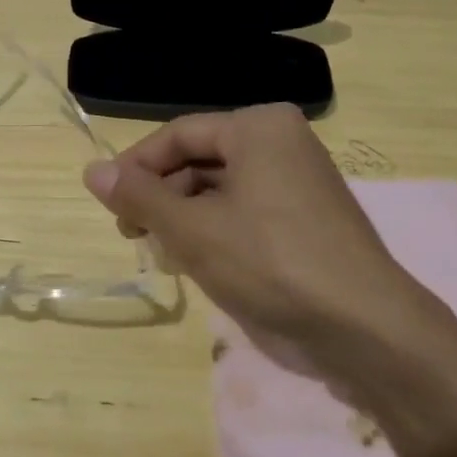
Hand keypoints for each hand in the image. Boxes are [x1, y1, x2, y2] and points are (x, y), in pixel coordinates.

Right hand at [83, 104, 456, 385]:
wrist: (365, 328)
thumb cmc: (271, 264)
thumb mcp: (193, 230)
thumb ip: (139, 198)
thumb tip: (91, 171)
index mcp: (258, 127)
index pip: (179, 134)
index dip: (136, 167)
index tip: (107, 204)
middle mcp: (282, 143)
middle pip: (201, 160)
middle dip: (162, 196)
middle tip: (133, 236)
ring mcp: (299, 182)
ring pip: (221, 189)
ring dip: (185, 218)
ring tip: (163, 254)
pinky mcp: (307, 220)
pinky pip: (247, 212)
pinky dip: (217, 232)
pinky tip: (199, 264)